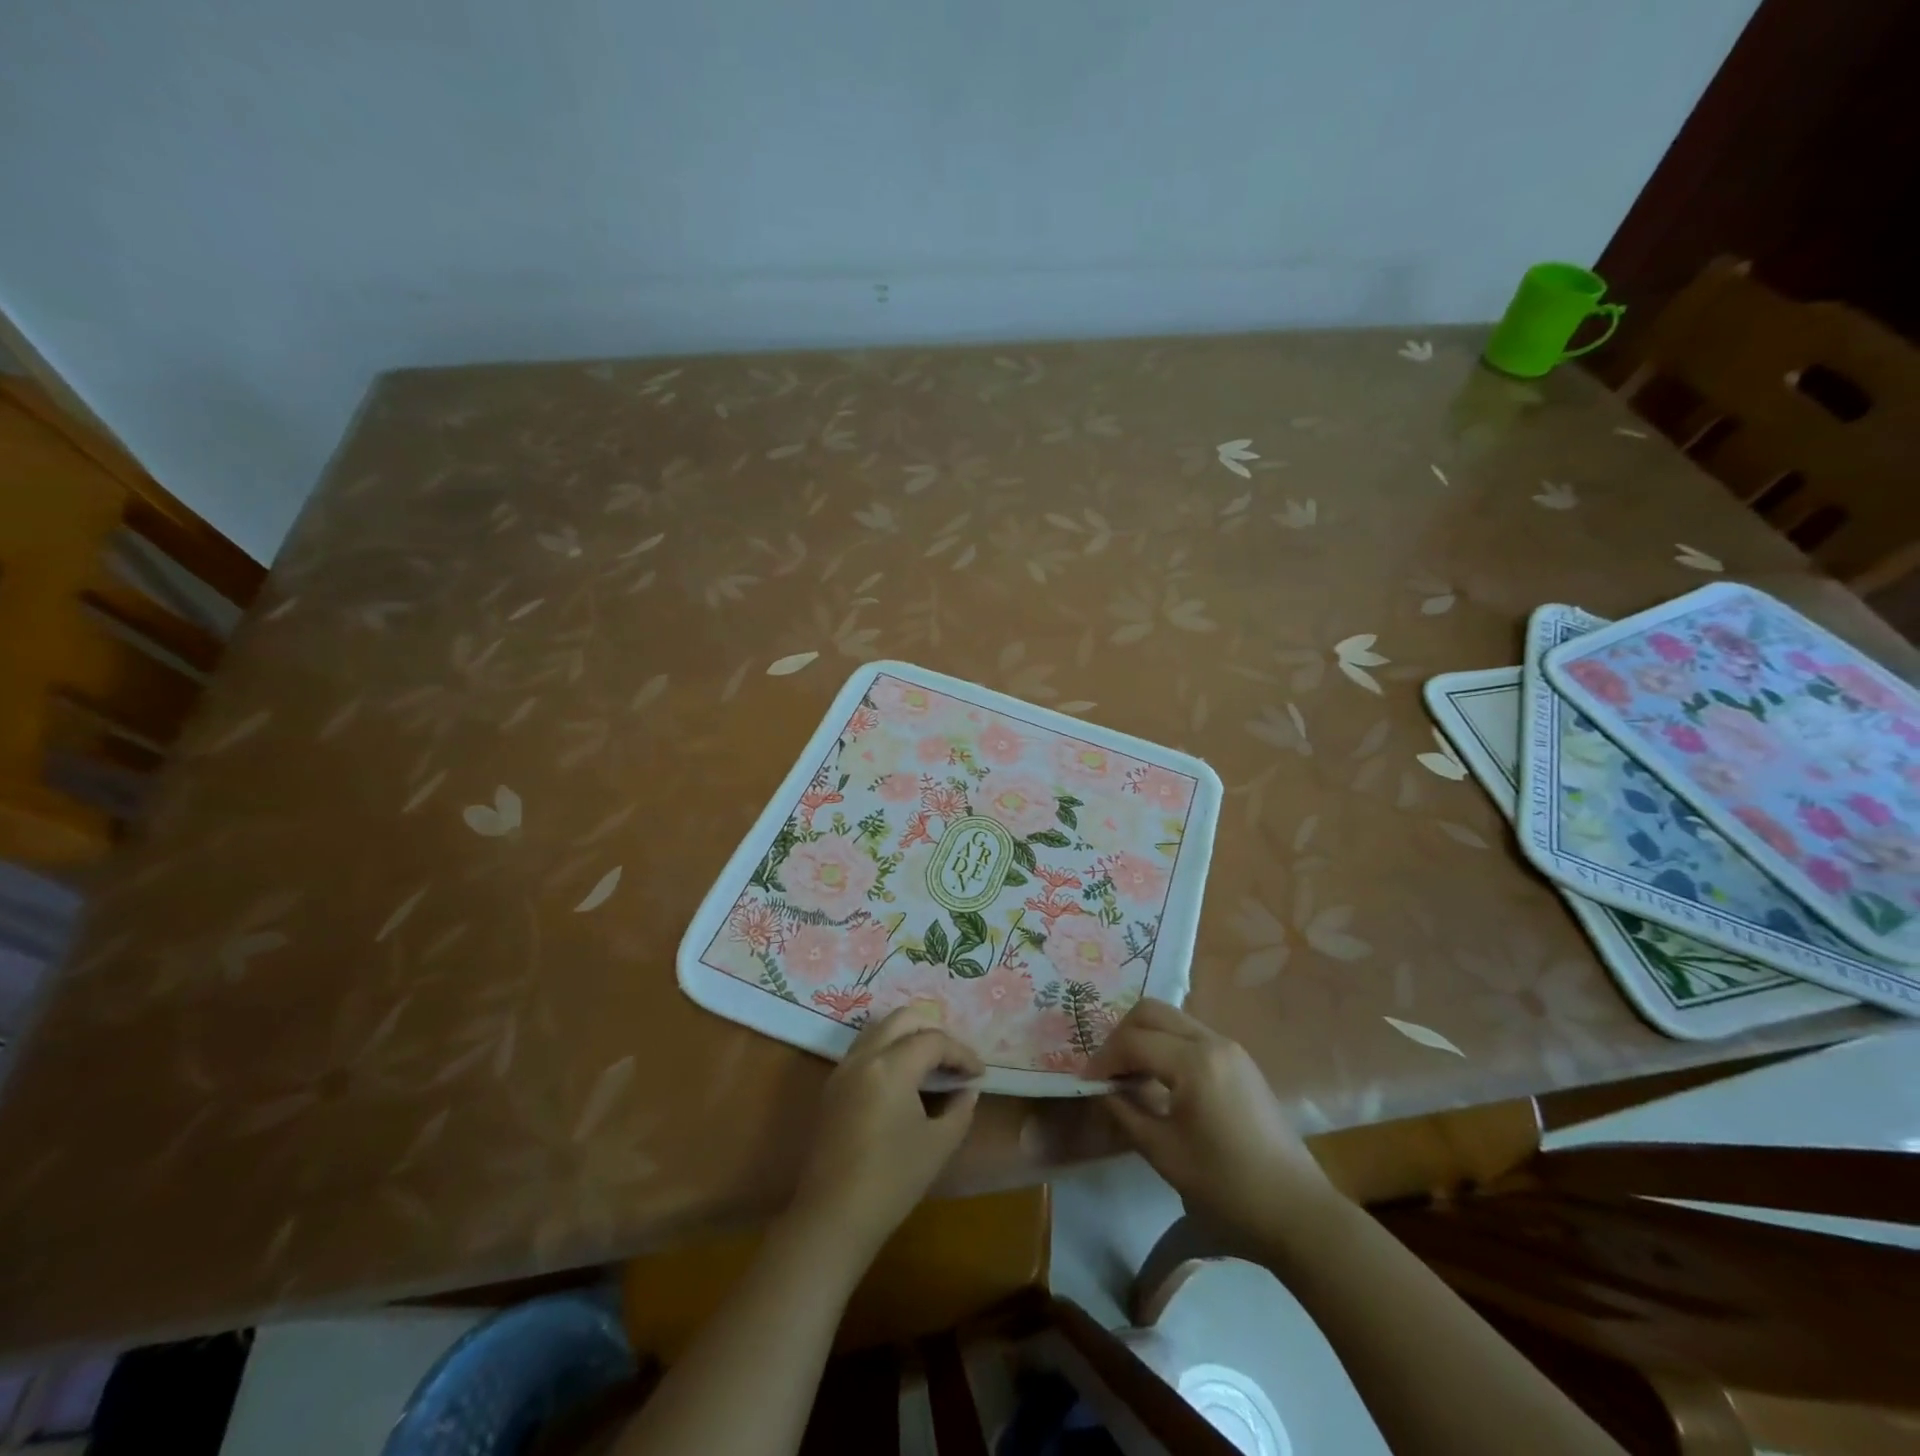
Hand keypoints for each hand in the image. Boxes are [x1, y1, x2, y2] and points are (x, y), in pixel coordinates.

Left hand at [788, 1006, 983, 1262]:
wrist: (832, 1217)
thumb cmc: (891, 1181)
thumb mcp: (938, 1145)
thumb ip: (959, 1109)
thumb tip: (967, 1090)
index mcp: (891, 1066)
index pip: (934, 1041)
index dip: (962, 1053)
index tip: (979, 1074)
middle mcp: (864, 1056)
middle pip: (903, 1020)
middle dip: (934, 1032)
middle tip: (954, 1060)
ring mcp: (843, 1069)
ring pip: (880, 1029)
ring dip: (909, 1037)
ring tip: (932, 1065)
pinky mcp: (833, 1086)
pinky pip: (865, 1049)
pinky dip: (889, 1050)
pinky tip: (905, 1079)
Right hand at [1087, 1000, 1337, 1238]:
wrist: (1298, 1213)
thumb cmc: (1228, 1187)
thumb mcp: (1165, 1154)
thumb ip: (1127, 1113)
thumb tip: (1103, 1090)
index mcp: (1194, 1062)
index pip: (1133, 1041)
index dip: (1103, 1059)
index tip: (1087, 1083)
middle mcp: (1213, 1041)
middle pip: (1152, 1011)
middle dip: (1121, 1035)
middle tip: (1106, 1070)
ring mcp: (1231, 1048)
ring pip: (1172, 1019)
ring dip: (1144, 1038)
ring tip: (1128, 1074)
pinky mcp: (1240, 1062)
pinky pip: (1191, 1035)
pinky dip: (1166, 1045)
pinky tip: (1159, 1079)